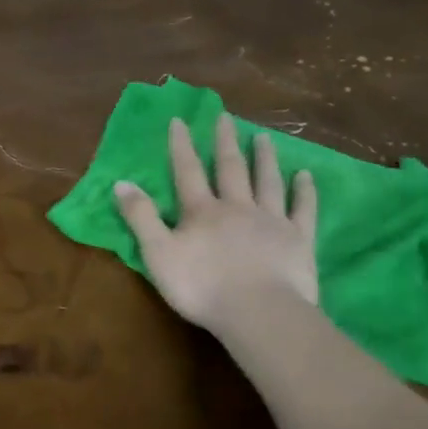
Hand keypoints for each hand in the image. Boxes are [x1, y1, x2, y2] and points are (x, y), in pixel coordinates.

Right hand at [113, 116, 319, 332]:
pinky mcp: (299, 239)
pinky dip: (305, 191)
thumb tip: (121, 183)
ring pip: (267, 181)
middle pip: (230, 168)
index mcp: (201, 211)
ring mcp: (272, 220)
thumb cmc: (201, 287)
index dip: (182, 146)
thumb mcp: (157, 254)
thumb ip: (140, 217)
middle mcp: (237, 207)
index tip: (180, 120)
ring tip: (264, 137)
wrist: (258, 312)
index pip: (188, 171)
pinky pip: (303, 209)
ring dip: (265, 158)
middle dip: (225, 142)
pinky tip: (306, 176)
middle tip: (226, 116)